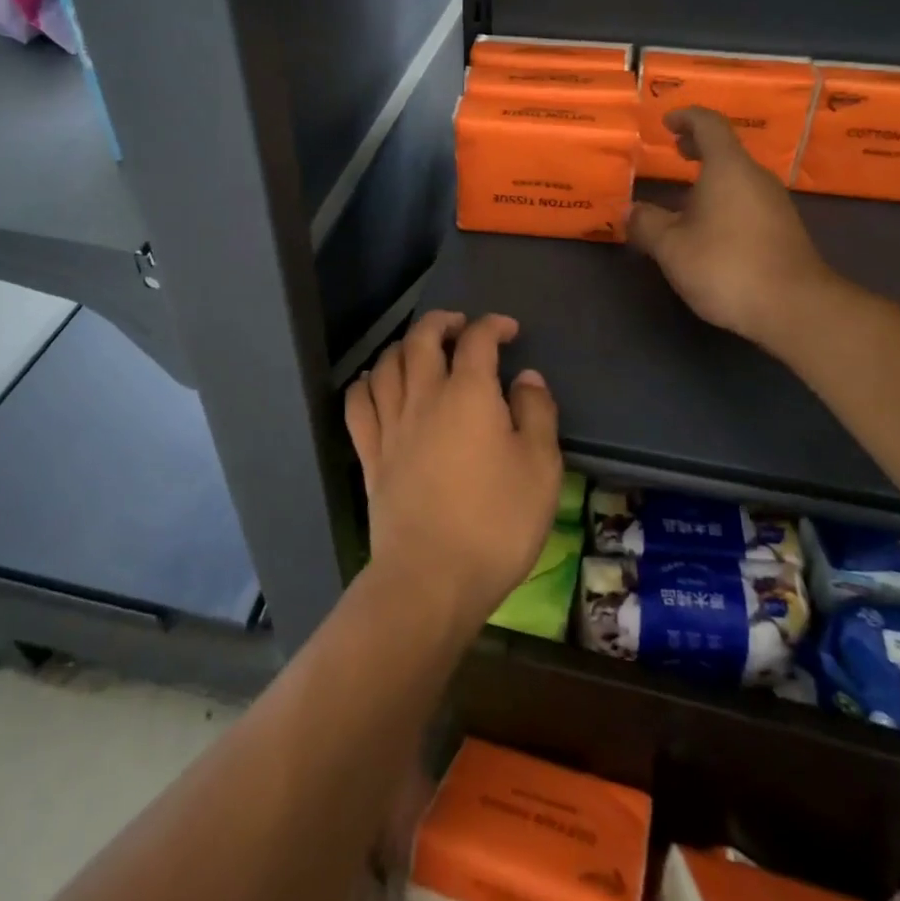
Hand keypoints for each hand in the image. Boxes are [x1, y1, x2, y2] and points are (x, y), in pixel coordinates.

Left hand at [344, 312, 561, 633]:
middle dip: (441, 322)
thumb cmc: (496, 522)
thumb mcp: (541, 468)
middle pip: (421, 339)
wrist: (431, 577)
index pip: (476, 340)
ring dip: (403, 346)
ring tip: (419, 349)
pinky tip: (375, 382)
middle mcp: (423, 396)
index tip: (508, 329)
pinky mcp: (370, 454)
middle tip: (459, 325)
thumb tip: (526, 378)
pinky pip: (358, 403)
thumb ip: (537, 414)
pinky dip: (367, 383)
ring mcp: (390, 424)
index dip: (492, 325)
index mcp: (468, 394)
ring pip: (387, 364)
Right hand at [628, 107, 843, 352]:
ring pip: (738, 176)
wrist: (794, 307)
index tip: (667, 122)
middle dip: (698, 145)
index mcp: (728, 168)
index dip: (686, 117)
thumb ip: (646, 224)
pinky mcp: (783, 229)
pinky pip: (748, 199)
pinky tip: (709, 225)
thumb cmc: (726, 265)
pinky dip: (724, 197)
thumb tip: (630, 211)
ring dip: (712, 175)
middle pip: (727, 149)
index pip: (709, 124)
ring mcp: (775, 203)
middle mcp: (755, 177)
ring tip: (685, 192)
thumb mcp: (671, 247)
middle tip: (674, 149)